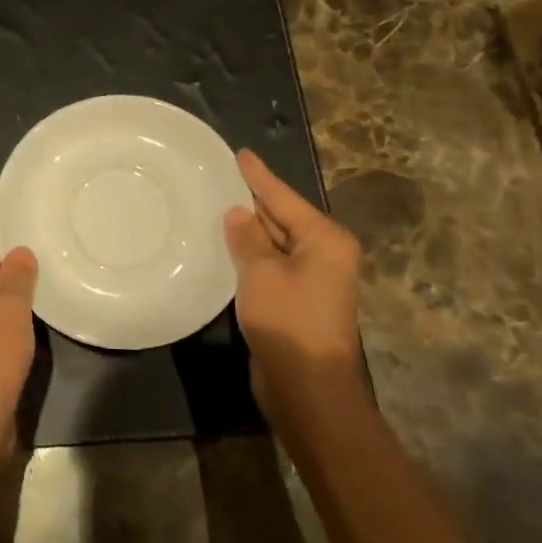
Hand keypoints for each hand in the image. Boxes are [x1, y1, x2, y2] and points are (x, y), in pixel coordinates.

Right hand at [224, 150, 364, 418]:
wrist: (308, 388)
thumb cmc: (288, 321)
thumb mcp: (261, 272)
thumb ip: (247, 238)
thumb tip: (237, 212)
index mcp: (324, 239)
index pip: (283, 197)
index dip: (258, 177)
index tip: (240, 154)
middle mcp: (324, 254)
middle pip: (282, 218)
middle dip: (252, 201)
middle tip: (219, 178)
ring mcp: (312, 279)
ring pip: (274, 243)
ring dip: (248, 230)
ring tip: (216, 205)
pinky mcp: (296, 301)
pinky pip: (270, 266)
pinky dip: (250, 255)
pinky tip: (225, 246)